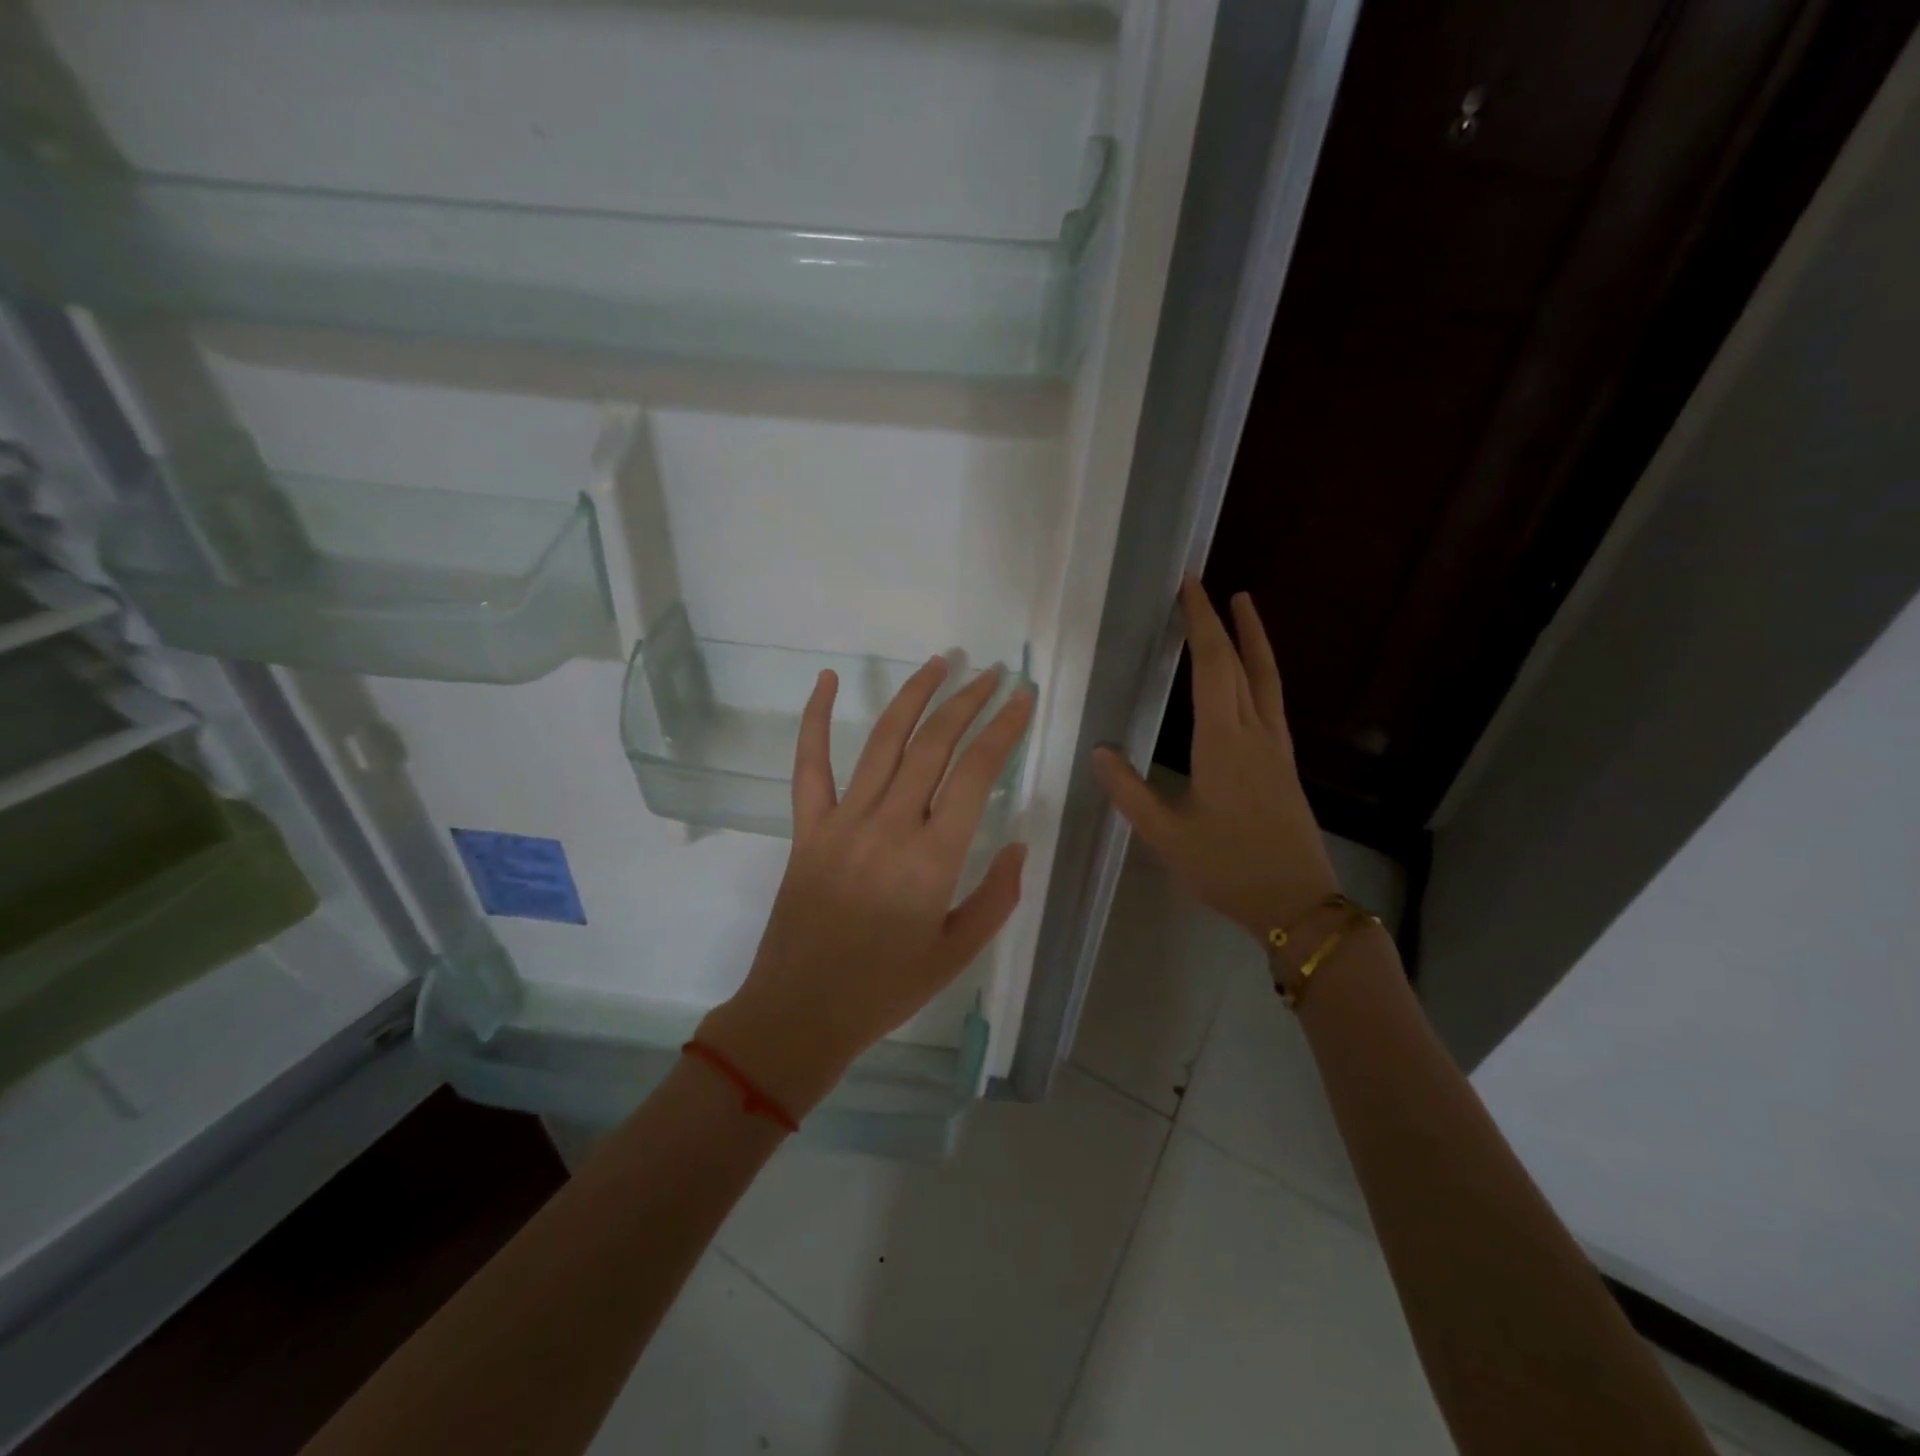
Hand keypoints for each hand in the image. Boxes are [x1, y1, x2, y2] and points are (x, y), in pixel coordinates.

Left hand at [699, 658, 1032, 1116]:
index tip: (1022, 698)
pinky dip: (816, 718)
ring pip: (884, 742)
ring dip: (913, 696)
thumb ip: (997, 897)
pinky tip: (827, 680)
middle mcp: (890, 825)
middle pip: (934, 744)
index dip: (1003, 729)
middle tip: (990, 674)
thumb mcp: (958, 953)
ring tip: (939, 664)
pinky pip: (809, 764)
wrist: (801, 1012)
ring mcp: (843, 821)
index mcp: (933, 858)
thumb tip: (1019, 843)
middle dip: (967, 701)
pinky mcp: (807, 827)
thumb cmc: (886, 989)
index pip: (976, 773)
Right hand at [1094, 577, 1338, 941]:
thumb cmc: (1227, 868)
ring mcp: (1276, 747)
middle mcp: (1254, 734)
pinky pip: (1272, 700)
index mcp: (1223, 743)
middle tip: (1204, 586)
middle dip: (1222, 621)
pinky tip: (1251, 676)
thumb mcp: (1166, 836)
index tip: (1189, 587)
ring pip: (1267, 678)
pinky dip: (1261, 671)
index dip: (1200, 624)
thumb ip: (1130, 792)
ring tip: (1244, 606)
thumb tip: (1099, 751)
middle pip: (1241, 664)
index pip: (1213, 667)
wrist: (1296, 903)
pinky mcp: (1284, 763)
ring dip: (1253, 639)